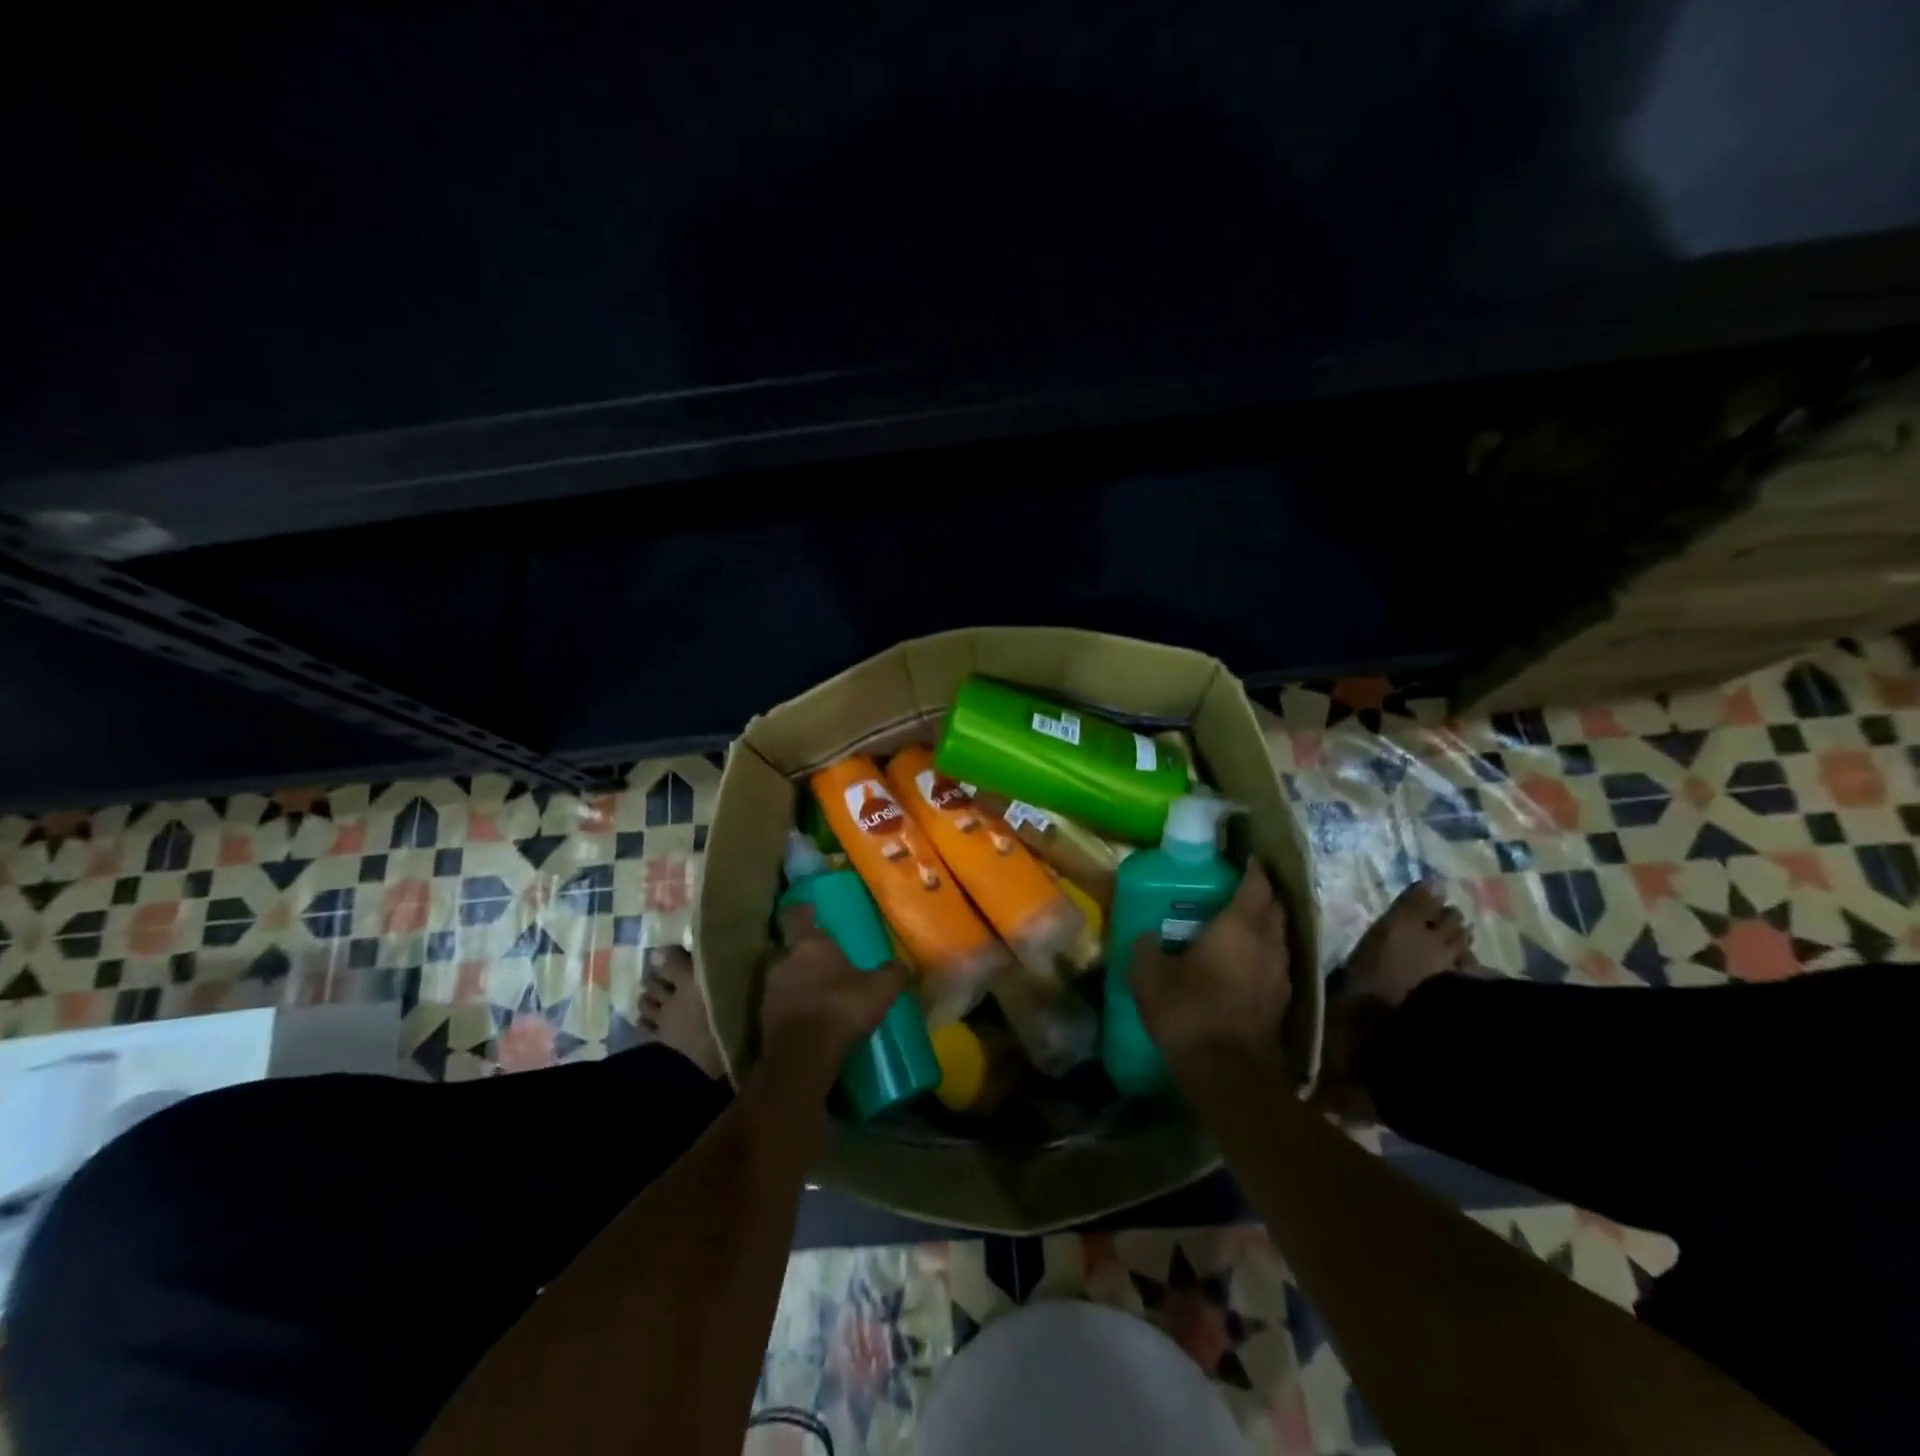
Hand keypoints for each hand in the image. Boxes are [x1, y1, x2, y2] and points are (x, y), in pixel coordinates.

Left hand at [762, 905, 909, 1084]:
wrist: (802, 1058)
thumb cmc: (841, 1009)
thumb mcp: (880, 990)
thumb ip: (892, 973)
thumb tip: (903, 964)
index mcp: (810, 944)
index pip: (798, 915)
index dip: (803, 910)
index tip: (810, 908)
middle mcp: (784, 961)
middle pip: (790, 949)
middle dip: (805, 953)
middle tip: (824, 960)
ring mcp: (769, 990)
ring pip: (784, 977)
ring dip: (798, 982)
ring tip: (819, 993)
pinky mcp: (763, 1019)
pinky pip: (780, 1004)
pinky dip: (793, 1007)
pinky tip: (810, 1019)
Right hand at [1128, 863, 1292, 1075]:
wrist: (1229, 1074)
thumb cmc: (1189, 1011)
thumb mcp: (1149, 976)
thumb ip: (1146, 949)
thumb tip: (1146, 937)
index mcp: (1239, 927)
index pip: (1256, 885)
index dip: (1253, 868)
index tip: (1244, 857)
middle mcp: (1268, 944)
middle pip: (1275, 907)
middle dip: (1262, 893)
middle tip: (1239, 887)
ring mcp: (1281, 975)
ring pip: (1279, 937)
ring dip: (1266, 925)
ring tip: (1241, 923)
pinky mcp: (1282, 1003)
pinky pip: (1276, 964)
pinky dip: (1264, 954)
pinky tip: (1244, 964)